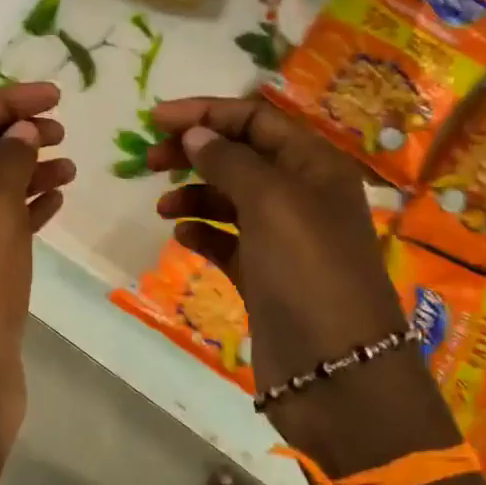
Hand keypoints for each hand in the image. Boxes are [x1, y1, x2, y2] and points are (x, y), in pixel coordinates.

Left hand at [0, 83, 74, 451]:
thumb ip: (8, 161)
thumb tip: (22, 130)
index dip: (3, 101)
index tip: (54, 98)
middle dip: (13, 131)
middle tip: (60, 129)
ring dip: (26, 168)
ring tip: (69, 165)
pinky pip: (2, 224)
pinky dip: (28, 206)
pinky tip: (58, 200)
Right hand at [146, 96, 459, 472]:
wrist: (335, 371)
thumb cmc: (308, 271)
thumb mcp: (271, 202)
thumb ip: (229, 161)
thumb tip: (194, 134)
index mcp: (314, 166)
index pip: (256, 120)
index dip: (206, 113)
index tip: (155, 118)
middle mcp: (301, 196)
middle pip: (241, 156)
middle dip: (195, 151)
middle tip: (149, 160)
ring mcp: (283, 239)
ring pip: (231, 199)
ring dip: (195, 194)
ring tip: (163, 206)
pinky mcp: (265, 277)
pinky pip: (228, 242)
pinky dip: (204, 233)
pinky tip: (181, 236)